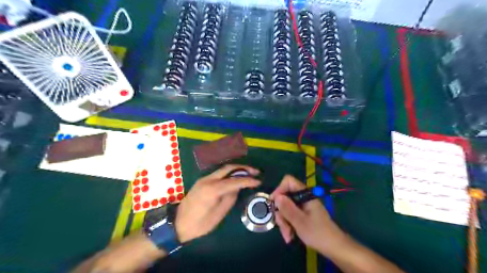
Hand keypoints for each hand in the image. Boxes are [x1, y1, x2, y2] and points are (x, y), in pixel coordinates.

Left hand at [175, 164, 257, 242]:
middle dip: (243, 168)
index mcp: (212, 190)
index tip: (258, 181)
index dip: (248, 180)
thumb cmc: (199, 224)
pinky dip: (229, 173)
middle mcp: (208, 180)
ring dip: (237, 169)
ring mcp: (204, 179)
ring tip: (248, 174)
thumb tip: (238, 188)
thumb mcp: (218, 214)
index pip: (234, 181)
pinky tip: (235, 177)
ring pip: (223, 169)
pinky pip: (219, 173)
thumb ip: (230, 198)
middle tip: (255, 172)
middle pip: (229, 168)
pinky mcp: (202, 181)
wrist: (178, 223)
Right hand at [270, 175, 345, 254]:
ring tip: (288, 236)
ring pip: (286, 208)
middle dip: (281, 213)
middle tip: (282, 226)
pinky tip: (290, 236)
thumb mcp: (300, 222)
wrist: (334, 248)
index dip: (279, 190)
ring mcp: (302, 206)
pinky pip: (290, 215)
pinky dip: (288, 225)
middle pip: (284, 197)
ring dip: (284, 222)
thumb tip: (276, 196)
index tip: (274, 204)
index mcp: (305, 195)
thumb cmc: (318, 233)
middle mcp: (303, 198)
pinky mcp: (302, 214)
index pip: (288, 181)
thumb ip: (287, 208)